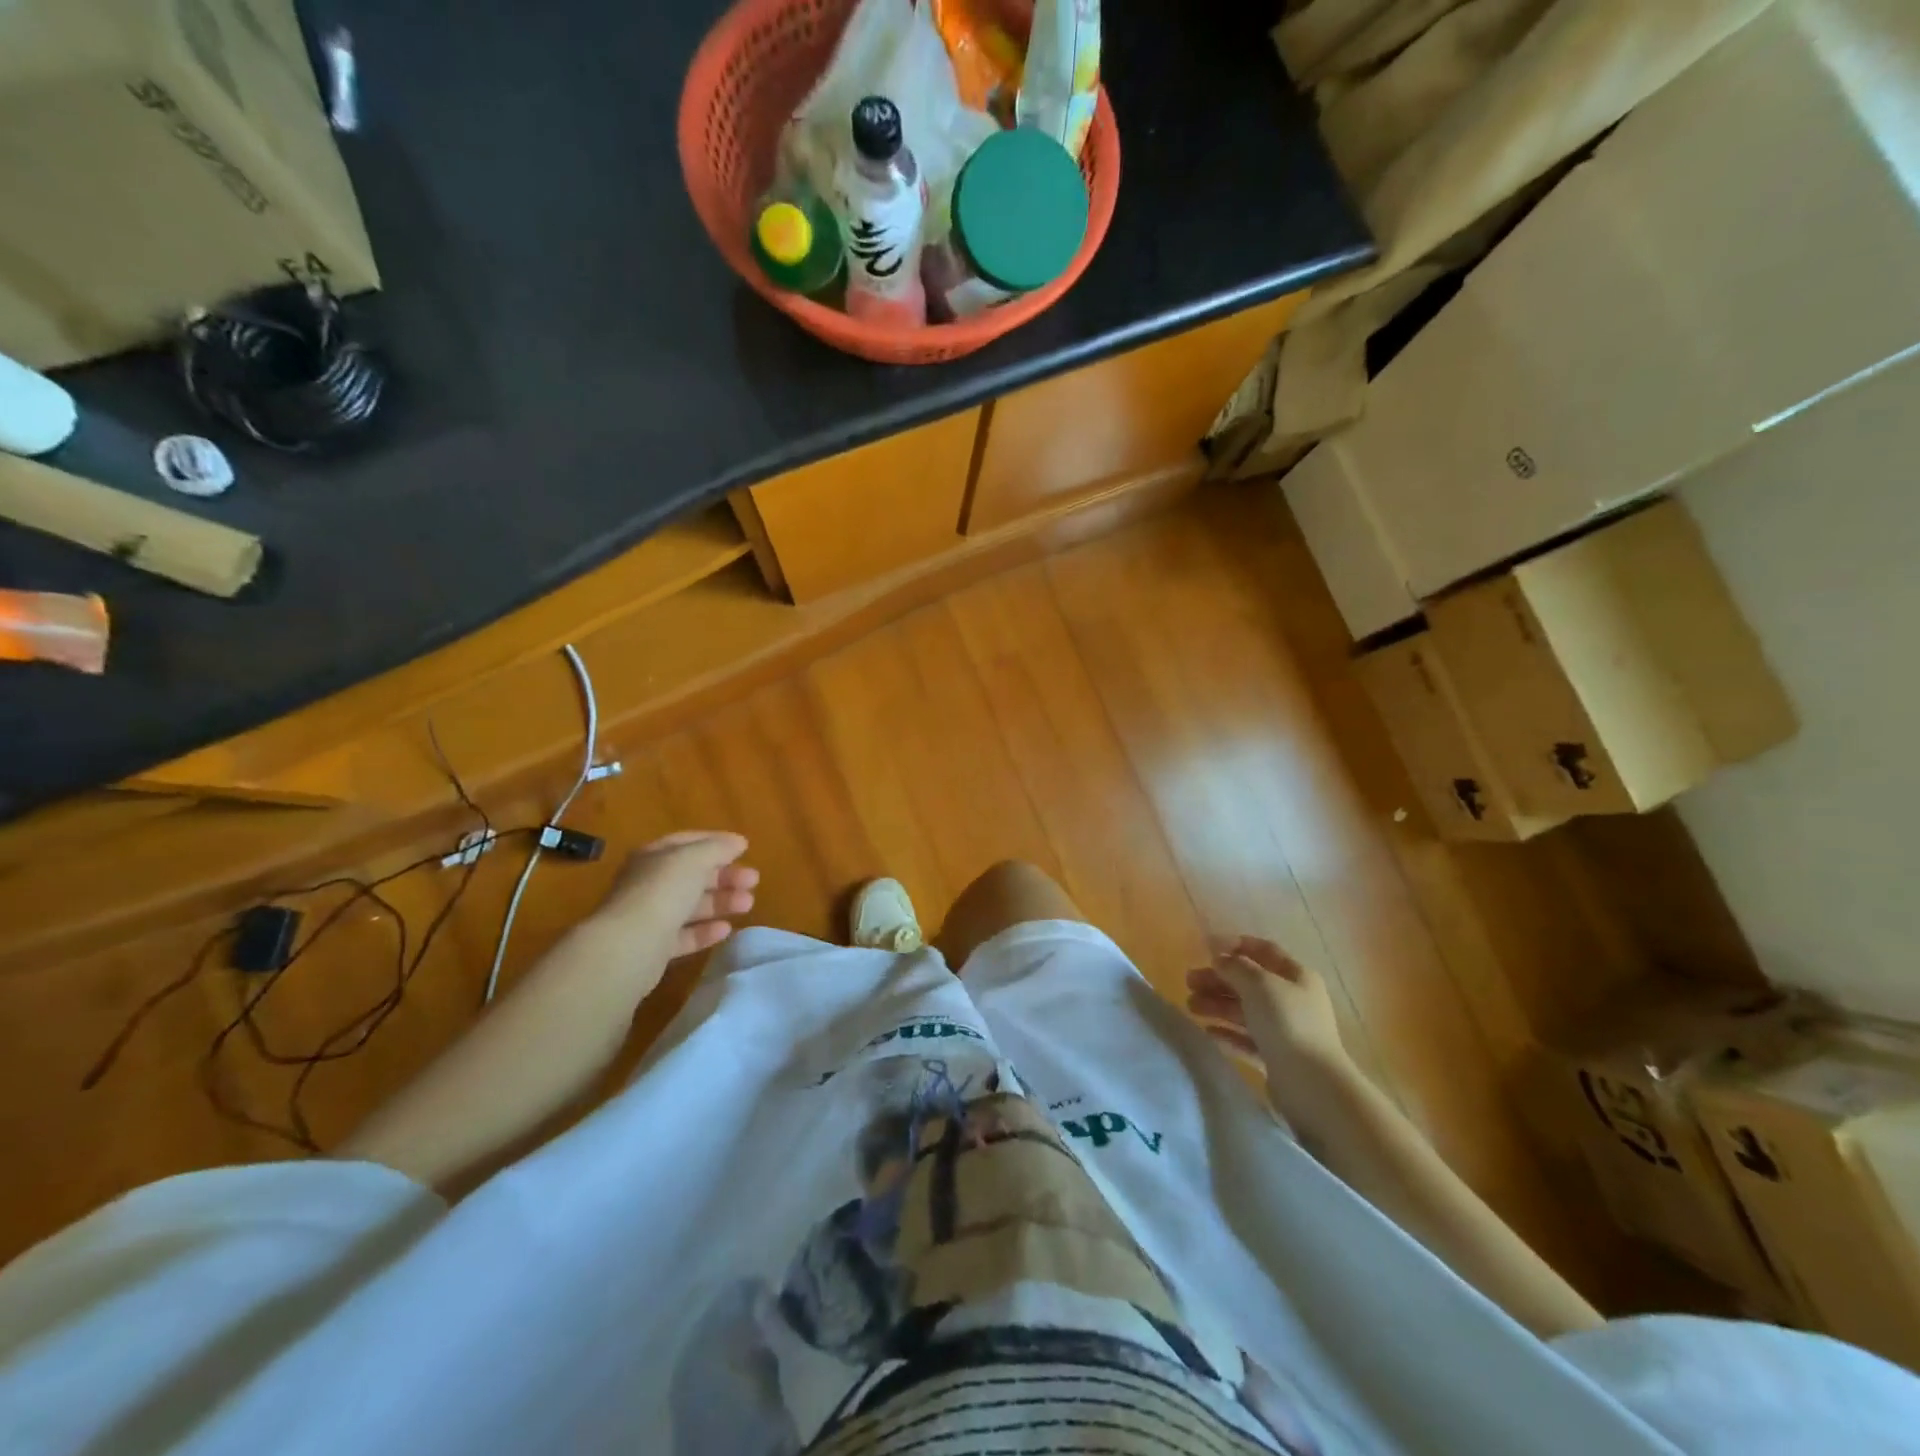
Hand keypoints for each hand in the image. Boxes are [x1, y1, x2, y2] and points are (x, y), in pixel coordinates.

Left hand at [591, 831, 758, 960]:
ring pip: (691, 905)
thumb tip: (737, 842)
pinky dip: (706, 931)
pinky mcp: (655, 948)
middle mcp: (649, 884)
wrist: (630, 945)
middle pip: (692, 875)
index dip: (716, 842)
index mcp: (653, 857)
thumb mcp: (694, 859)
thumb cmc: (663, 891)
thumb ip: (718, 848)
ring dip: (721, 902)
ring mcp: (650, 917)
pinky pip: (685, 935)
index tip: (744, 848)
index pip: (687, 842)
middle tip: (754, 880)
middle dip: (724, 876)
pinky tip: (726, 929)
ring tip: (748, 904)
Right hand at [1185, 935, 1353, 1106]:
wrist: (1312, 1084)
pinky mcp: (1276, 1058)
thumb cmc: (1287, 1023)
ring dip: (1217, 1005)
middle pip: (1250, 983)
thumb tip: (1220, 958)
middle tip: (1189, 981)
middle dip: (1218, 979)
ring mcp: (1285, 1031)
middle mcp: (1293, 1000)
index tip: (1206, 947)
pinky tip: (1208, 1032)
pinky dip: (1228, 1034)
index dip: (1236, 945)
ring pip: (1245, 1011)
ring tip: (1190, 1006)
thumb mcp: (1259, 984)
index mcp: (1296, 976)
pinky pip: (1247, 1039)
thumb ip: (1235, 967)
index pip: (1265, 950)